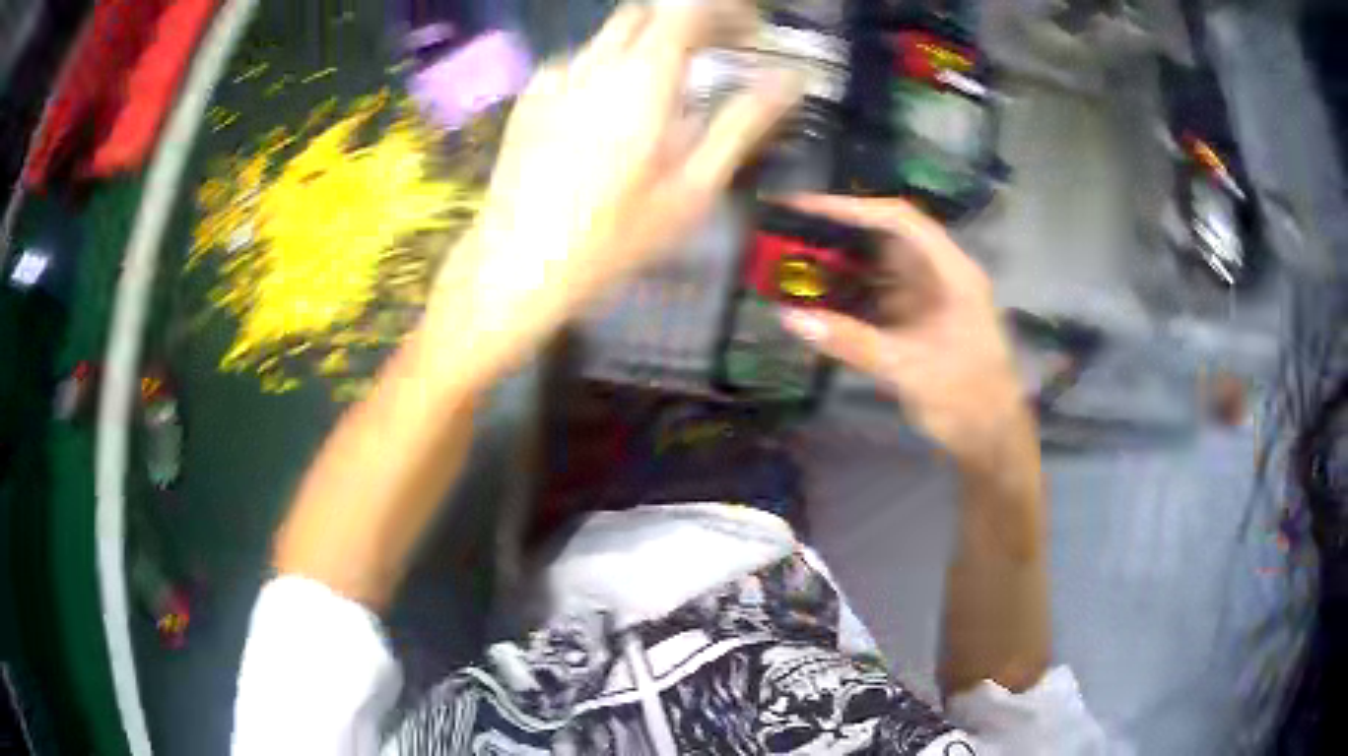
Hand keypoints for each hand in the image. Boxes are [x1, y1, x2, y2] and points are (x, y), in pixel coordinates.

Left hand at [425, 1, 801, 385]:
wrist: (516, 266)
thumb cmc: (614, 236)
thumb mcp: (692, 187)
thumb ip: (742, 123)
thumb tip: (790, 80)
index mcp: (640, 78)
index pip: (687, 11)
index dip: (725, 11)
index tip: (751, 31)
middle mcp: (594, 63)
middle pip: (647, 13)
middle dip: (689, 21)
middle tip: (720, 50)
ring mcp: (554, 78)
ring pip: (611, 36)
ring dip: (649, 44)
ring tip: (673, 85)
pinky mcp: (529, 98)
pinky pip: (580, 61)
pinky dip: (611, 66)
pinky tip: (615, 109)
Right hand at [777, 195, 1030, 463]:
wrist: (988, 437)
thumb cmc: (965, 395)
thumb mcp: (908, 367)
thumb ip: (850, 341)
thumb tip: (789, 317)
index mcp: (950, 271)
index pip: (900, 220)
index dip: (853, 208)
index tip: (806, 207)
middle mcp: (937, 276)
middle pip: (884, 239)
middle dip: (837, 233)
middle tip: (787, 232)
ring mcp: (925, 299)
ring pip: (876, 269)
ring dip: (838, 265)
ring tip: (790, 262)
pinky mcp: (914, 322)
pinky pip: (875, 298)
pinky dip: (846, 297)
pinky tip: (814, 301)